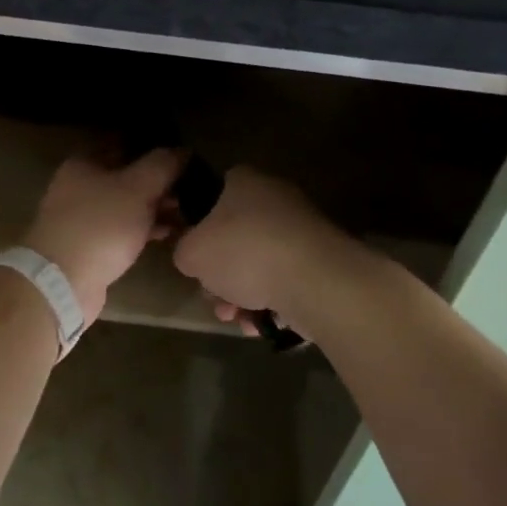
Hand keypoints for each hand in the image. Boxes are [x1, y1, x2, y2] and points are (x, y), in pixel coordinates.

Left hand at [22, 150, 183, 322]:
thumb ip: (162, 165)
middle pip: (125, 175)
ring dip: (154, 206)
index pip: (122, 144)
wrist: (63, 282)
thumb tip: (182, 150)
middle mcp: (79, 186)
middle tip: (188, 185)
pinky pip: (123, 229)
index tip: (179, 153)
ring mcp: (83, 218)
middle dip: (157, 181)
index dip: (151, 145)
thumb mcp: (138, 188)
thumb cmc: (101, 224)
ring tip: (185, 211)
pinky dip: (144, 228)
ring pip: (126, 204)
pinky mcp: (90, 246)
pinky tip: (169, 232)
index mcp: (84, 163)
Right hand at [171, 167, 360, 337]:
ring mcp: (301, 228)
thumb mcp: (192, 253)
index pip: (214, 196)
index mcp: (244, 181)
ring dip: (243, 294)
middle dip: (221, 274)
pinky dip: (272, 301)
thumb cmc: (245, 252)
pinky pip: (286, 279)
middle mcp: (274, 196)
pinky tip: (261, 324)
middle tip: (214, 298)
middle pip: (236, 236)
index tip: (196, 258)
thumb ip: (184, 251)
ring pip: (260, 262)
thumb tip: (193, 255)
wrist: (315, 278)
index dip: (199, 228)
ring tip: (237, 320)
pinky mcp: (321, 259)